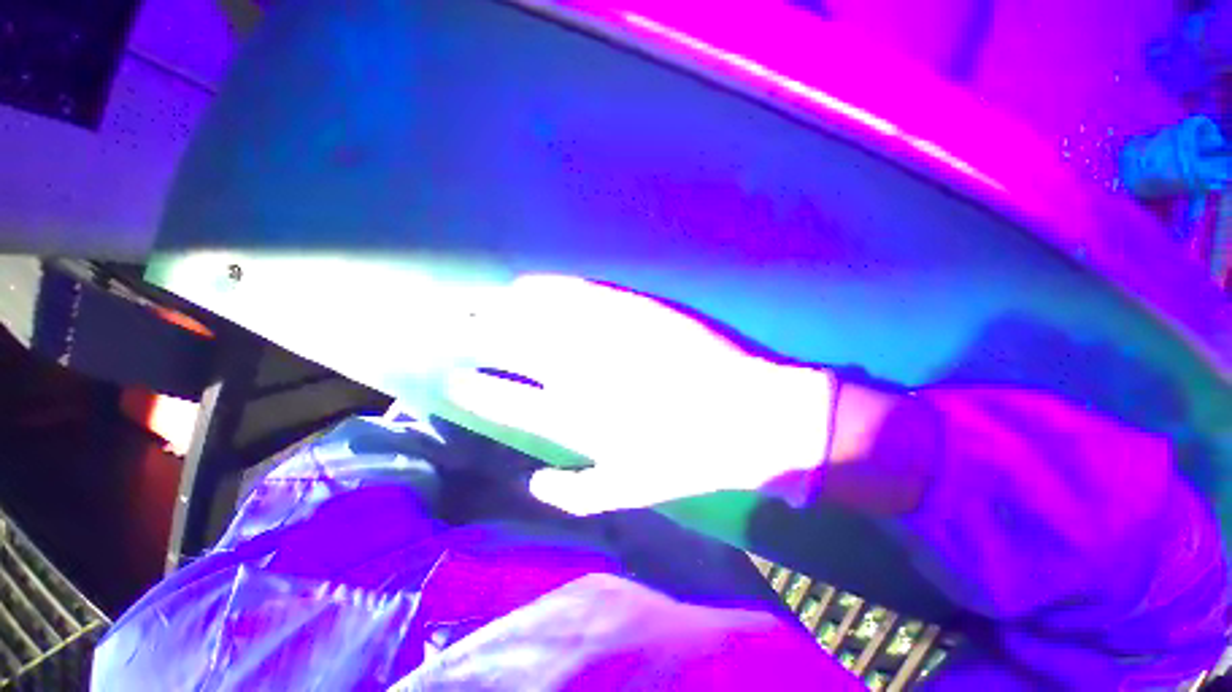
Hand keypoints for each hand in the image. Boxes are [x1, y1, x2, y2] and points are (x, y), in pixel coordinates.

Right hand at [445, 275, 836, 514]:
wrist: (753, 417)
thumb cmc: (694, 458)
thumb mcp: (633, 490)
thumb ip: (579, 492)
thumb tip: (535, 481)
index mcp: (574, 416)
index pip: (504, 399)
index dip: (473, 388)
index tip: (451, 379)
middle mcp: (578, 371)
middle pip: (509, 347)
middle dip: (471, 335)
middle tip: (445, 323)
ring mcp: (606, 336)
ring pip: (535, 315)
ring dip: (500, 307)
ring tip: (475, 300)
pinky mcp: (635, 310)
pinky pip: (580, 293)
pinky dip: (550, 288)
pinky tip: (530, 283)